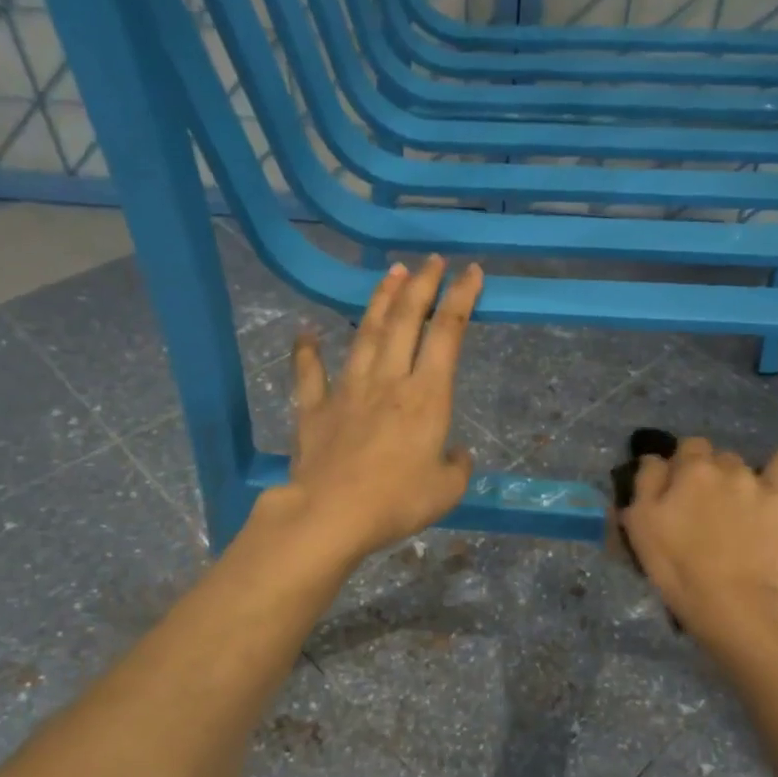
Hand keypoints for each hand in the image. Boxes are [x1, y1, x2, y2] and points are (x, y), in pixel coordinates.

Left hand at [275, 254, 482, 564]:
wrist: (331, 515)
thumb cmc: (397, 501)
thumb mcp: (446, 490)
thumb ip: (457, 466)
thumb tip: (456, 454)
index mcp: (426, 395)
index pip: (448, 333)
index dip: (462, 298)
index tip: (471, 272)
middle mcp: (389, 380)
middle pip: (406, 320)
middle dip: (422, 285)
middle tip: (430, 260)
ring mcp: (348, 390)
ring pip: (366, 333)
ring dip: (380, 301)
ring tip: (390, 273)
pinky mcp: (315, 408)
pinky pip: (310, 373)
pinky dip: (307, 350)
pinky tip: (306, 331)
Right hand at [619, 437, 777, 645]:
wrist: (735, 606)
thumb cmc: (678, 567)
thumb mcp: (640, 524)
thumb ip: (647, 482)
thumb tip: (656, 459)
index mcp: (696, 470)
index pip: (691, 445)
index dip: (686, 461)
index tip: (682, 483)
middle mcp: (738, 471)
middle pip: (730, 457)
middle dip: (724, 472)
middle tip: (718, 502)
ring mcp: (777, 491)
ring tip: (773, 488)